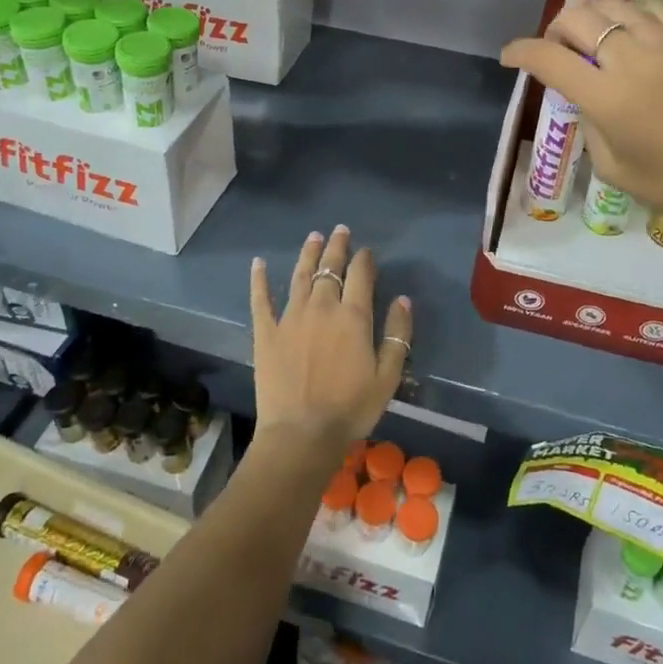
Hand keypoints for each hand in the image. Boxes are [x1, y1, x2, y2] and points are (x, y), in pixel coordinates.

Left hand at [249, 226, 411, 454]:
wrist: (302, 433)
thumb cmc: (351, 408)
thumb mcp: (388, 376)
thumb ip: (397, 335)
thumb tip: (403, 300)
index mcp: (353, 317)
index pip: (361, 275)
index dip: (364, 259)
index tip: (367, 251)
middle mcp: (322, 307)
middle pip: (330, 268)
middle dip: (336, 247)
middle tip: (340, 230)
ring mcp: (290, 317)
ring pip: (301, 275)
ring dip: (308, 254)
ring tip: (313, 236)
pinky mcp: (266, 332)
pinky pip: (261, 299)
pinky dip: (260, 279)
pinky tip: (259, 263)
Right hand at [501, 0, 662, 240]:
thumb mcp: (613, 167)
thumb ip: (590, 123)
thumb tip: (585, 98)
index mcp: (606, 96)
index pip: (547, 58)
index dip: (520, 52)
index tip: (510, 57)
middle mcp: (631, 58)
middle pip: (576, 16)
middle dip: (554, 29)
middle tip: (557, 51)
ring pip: (614, 3)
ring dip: (592, 16)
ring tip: (594, 37)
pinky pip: (654, 7)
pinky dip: (632, 13)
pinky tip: (634, 31)